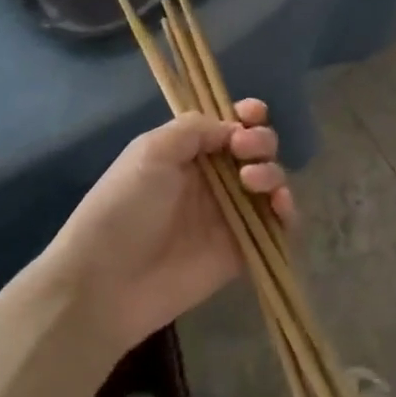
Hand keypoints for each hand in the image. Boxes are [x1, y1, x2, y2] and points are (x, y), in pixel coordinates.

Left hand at [38, 99, 292, 355]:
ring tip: (252, 181)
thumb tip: (233, 128)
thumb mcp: (150, 152)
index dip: (247, 116)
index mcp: (188, 153)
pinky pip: (279, 225)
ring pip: (271, 183)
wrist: (107, 282)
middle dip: (261, 142)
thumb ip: (194, 129)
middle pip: (256, 150)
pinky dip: (288, 211)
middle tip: (244, 151)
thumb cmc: (123, 208)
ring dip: (273, 173)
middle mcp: (213, 180)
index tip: (253, 114)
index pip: (229, 126)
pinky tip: (278, 206)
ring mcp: (230, 214)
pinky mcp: (243, 248)